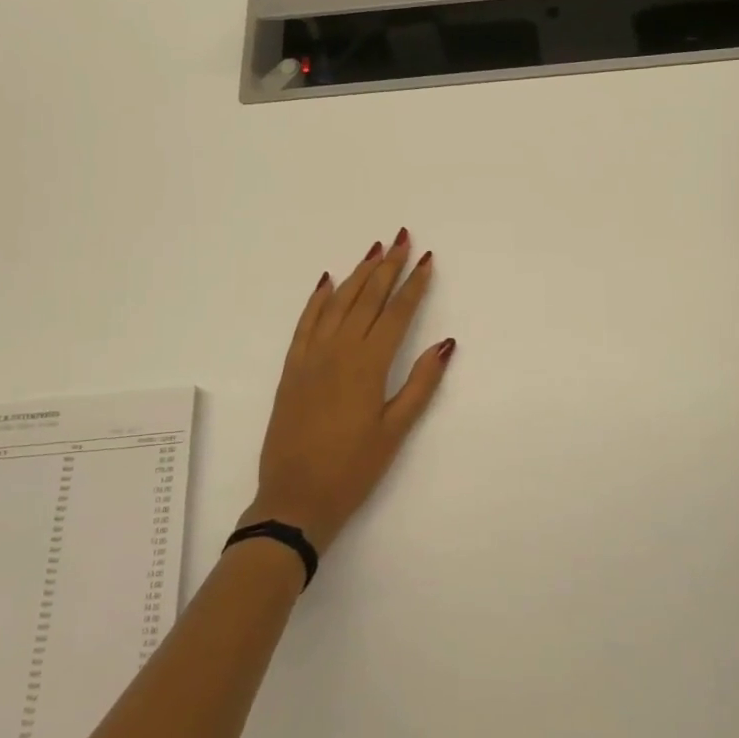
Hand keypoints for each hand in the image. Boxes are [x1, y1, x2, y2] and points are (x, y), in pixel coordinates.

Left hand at [242, 231, 454, 553]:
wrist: (294, 499)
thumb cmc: (353, 470)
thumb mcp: (395, 431)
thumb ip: (421, 384)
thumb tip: (446, 343)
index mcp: (369, 365)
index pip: (397, 313)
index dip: (413, 284)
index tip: (425, 259)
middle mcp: (340, 350)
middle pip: (368, 298)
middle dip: (388, 267)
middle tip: (402, 239)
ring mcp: (312, 356)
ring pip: (338, 303)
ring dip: (357, 274)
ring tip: (374, 250)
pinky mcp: (292, 368)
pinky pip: (305, 323)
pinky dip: (317, 299)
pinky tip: (327, 282)